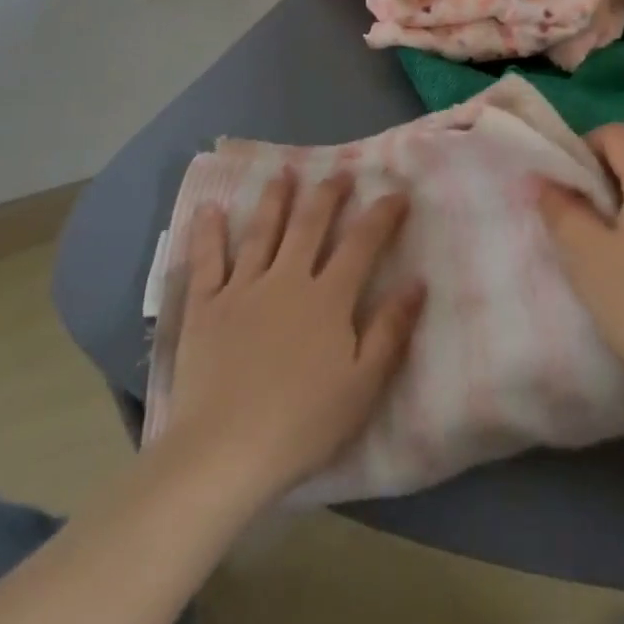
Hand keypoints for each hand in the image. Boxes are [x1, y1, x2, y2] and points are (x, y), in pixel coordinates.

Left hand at [161, 171, 426, 504]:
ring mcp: (242, 288)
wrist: (225, 452)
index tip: (397, 192)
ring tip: (284, 172)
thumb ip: (391, 330)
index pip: (362, 243)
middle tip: (339, 173)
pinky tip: (210, 208)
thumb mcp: (363, 384)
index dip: (382, 214)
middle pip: (310, 224)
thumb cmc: (303, 423)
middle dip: (328, 194)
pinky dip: (208, 233)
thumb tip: (418, 282)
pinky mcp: (206, 306)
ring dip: (275, 199)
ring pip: (262, 231)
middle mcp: (287, 279)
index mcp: (328, 297)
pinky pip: (207, 260)